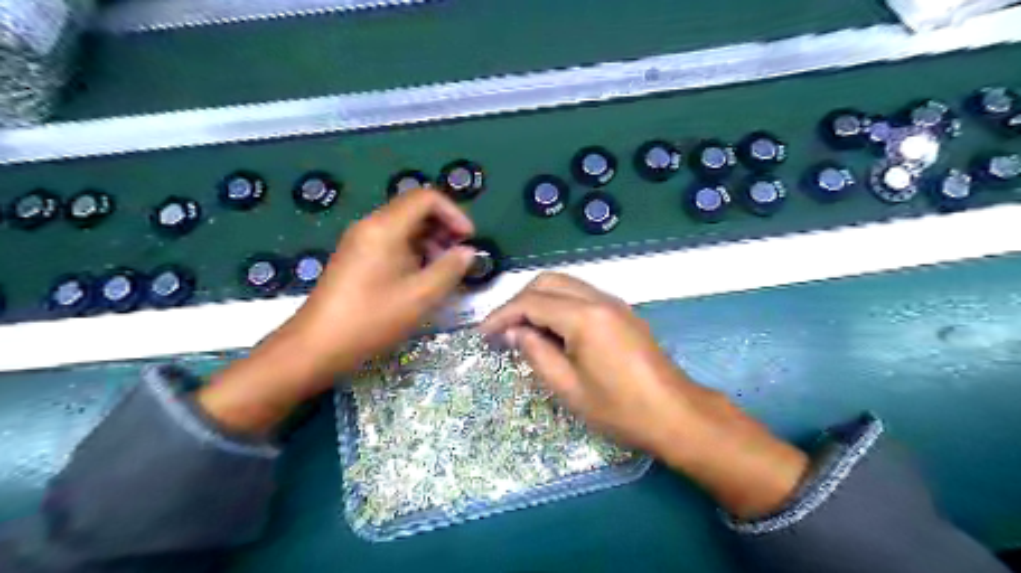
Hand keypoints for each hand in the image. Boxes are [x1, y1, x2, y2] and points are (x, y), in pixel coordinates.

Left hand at [202, 188, 476, 434]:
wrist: (316, 346)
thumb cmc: (372, 319)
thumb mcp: (420, 296)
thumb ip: (449, 269)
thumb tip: (467, 252)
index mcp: (385, 227)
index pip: (426, 197)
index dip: (454, 213)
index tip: (469, 240)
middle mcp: (370, 225)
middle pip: (414, 209)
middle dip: (443, 228)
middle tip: (458, 257)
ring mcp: (360, 241)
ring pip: (403, 226)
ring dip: (430, 241)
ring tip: (442, 271)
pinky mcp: (355, 257)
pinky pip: (391, 242)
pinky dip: (413, 252)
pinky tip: (420, 279)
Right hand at [479, 272, 806, 517]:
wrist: (675, 414)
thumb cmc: (620, 409)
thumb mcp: (569, 389)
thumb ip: (537, 354)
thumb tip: (516, 332)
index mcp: (584, 317)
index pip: (531, 302)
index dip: (502, 315)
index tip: (484, 333)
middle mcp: (599, 299)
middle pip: (548, 281)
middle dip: (519, 300)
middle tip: (503, 328)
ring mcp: (614, 302)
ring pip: (565, 284)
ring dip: (539, 299)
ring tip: (523, 328)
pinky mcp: (622, 311)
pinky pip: (581, 294)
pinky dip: (559, 304)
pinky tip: (552, 329)